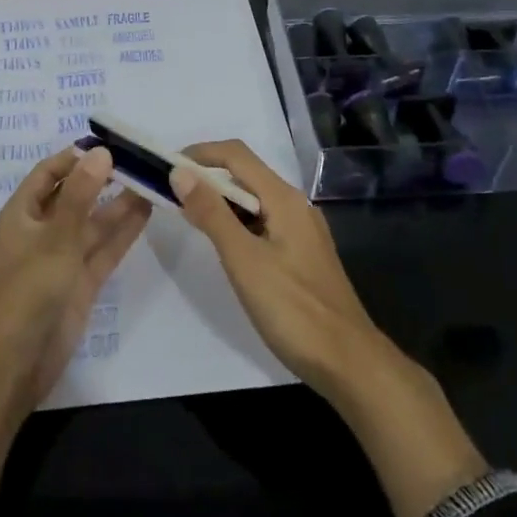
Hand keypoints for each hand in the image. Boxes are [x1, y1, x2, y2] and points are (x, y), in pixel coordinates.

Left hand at [0, 142, 151, 404]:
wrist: (18, 361)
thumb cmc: (28, 290)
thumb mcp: (55, 237)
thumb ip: (81, 195)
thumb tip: (101, 152)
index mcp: (23, 213)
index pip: (49, 173)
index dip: (75, 157)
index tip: (109, 142)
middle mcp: (43, 230)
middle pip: (75, 195)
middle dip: (103, 178)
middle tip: (139, 159)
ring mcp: (64, 257)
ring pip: (94, 222)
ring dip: (119, 203)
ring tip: (151, 180)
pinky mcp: (82, 281)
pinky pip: (104, 248)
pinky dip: (124, 231)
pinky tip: (147, 211)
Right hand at [172, 140, 487, 516]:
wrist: (349, 363)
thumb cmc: (294, 310)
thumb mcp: (244, 260)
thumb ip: (212, 214)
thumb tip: (180, 172)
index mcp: (284, 198)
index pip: (236, 155)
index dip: (200, 153)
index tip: (166, 165)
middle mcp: (295, 205)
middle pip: (246, 174)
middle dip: (207, 175)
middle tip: (171, 192)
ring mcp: (302, 230)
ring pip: (254, 200)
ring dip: (220, 200)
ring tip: (189, 216)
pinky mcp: (302, 254)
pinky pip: (263, 222)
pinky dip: (237, 222)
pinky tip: (223, 245)